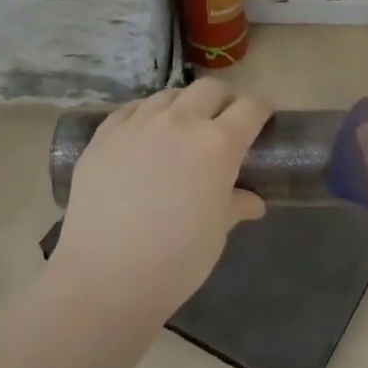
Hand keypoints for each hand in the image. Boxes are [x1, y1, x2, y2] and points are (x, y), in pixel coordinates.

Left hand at [52, 79, 271, 311]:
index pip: (251, 107)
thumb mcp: (217, 234)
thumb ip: (235, 206)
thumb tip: (252, 202)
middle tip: (224, 123)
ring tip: (182, 128)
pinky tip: (145, 136)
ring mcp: (138, 124)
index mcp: (218, 144)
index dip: (261, 111)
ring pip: (169, 95)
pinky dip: (147, 115)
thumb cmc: (175, 261)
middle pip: (210, 89)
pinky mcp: (104, 135)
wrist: (105, 277)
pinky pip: (132, 110)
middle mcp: (181, 122)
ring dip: (184, 105)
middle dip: (224, 100)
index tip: (262, 123)